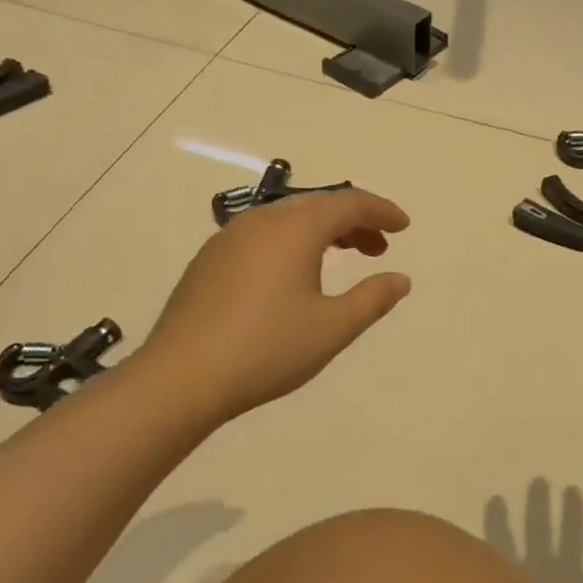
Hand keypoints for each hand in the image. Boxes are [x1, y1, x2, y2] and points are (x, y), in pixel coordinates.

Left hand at [131, 189, 412, 425]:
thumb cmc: (266, 349)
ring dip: (323, 231)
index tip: (404, 226)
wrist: (179, 379)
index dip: (381, 210)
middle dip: (354, 221)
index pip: (349, 203)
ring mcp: (229, 238)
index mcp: (295, 229)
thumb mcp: (333, 328)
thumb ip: (373, 298)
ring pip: (288, 218)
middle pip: (318, 206)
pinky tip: (294, 275)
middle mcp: (262, 221)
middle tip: (378, 248)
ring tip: (343, 257)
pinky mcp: (209, 260)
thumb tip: (400, 279)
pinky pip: (263, 235)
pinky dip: (292, 242)